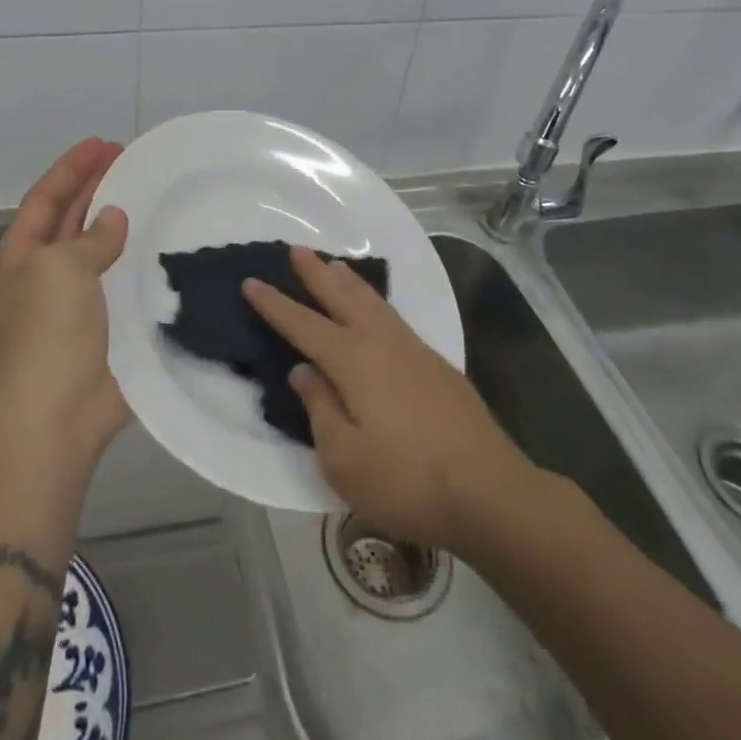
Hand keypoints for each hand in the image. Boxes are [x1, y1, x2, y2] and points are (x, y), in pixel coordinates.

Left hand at [0, 138, 131, 467]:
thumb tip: (113, 220)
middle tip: (130, 159)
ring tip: (150, 195)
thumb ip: (90, 239)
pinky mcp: (105, 330)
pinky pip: (123, 286)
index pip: (45, 199)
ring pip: (99, 252)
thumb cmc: (47, 334)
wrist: (56, 419)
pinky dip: (139, 265)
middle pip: (71, 220)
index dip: (71, 169)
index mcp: (21, 258)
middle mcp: (45, 276)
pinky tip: (163, 249)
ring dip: (120, 225)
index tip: (103, 144)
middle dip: (96, 188)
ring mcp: (75, 305)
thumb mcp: (60, 270)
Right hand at [243, 246, 529, 551]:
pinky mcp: (436, 364)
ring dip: (347, 280)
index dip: (274, 304)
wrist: (489, 491)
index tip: (251, 281)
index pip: (303, 324)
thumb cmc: (406, 480)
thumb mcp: (344, 458)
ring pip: (372, 301)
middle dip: (315, 273)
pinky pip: (392, 316)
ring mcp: (413, 350)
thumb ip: (319, 409)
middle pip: (341, 297)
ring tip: (333, 264)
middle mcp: (380, 342)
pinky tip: (375, 309)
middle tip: (296, 248)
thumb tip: (304, 371)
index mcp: (352, 361)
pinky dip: (373, 300)